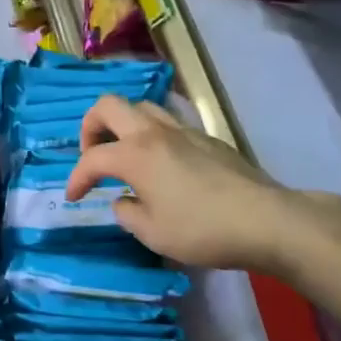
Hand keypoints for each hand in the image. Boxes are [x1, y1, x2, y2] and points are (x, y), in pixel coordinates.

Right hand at [63, 95, 340, 274]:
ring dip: (123, 125)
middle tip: (92, 154)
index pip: (92, 158)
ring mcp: (183, 130)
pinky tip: (161, 163)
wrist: (266, 220)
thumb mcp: (153, 234)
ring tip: (124, 154)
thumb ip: (127, 213)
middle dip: (90, 127)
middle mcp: (153, 132)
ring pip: (140, 107)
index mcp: (134, 154)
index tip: (74, 198)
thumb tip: (123, 200)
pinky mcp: (206, 138)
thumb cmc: (202, 230)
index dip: (76, 177)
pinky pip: (167, 122)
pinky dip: (151, 134)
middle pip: (108, 106)